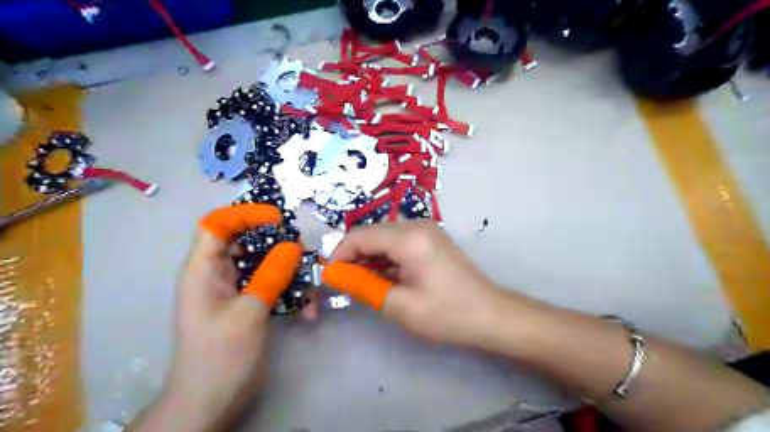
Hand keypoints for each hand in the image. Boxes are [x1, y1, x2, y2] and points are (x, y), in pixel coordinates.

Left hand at [129, 205, 300, 431]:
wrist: (210, 402)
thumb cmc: (219, 357)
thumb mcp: (248, 314)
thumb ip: (270, 275)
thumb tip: (293, 245)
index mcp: (204, 270)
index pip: (217, 224)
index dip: (245, 214)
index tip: (277, 219)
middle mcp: (218, 274)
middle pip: (248, 240)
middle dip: (278, 243)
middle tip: (303, 254)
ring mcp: (236, 289)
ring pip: (266, 263)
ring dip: (291, 271)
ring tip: (311, 287)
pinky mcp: (250, 303)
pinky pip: (273, 284)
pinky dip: (291, 291)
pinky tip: (308, 310)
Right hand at [326, 221, 503, 346]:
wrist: (490, 314)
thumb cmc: (446, 314)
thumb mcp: (399, 305)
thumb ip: (363, 286)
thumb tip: (336, 276)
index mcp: (409, 238)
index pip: (360, 236)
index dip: (339, 254)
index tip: (329, 277)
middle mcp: (417, 225)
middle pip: (371, 232)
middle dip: (353, 255)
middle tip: (344, 281)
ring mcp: (427, 229)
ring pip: (384, 236)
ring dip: (369, 256)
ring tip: (362, 281)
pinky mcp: (431, 238)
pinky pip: (398, 240)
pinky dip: (385, 255)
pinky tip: (383, 275)